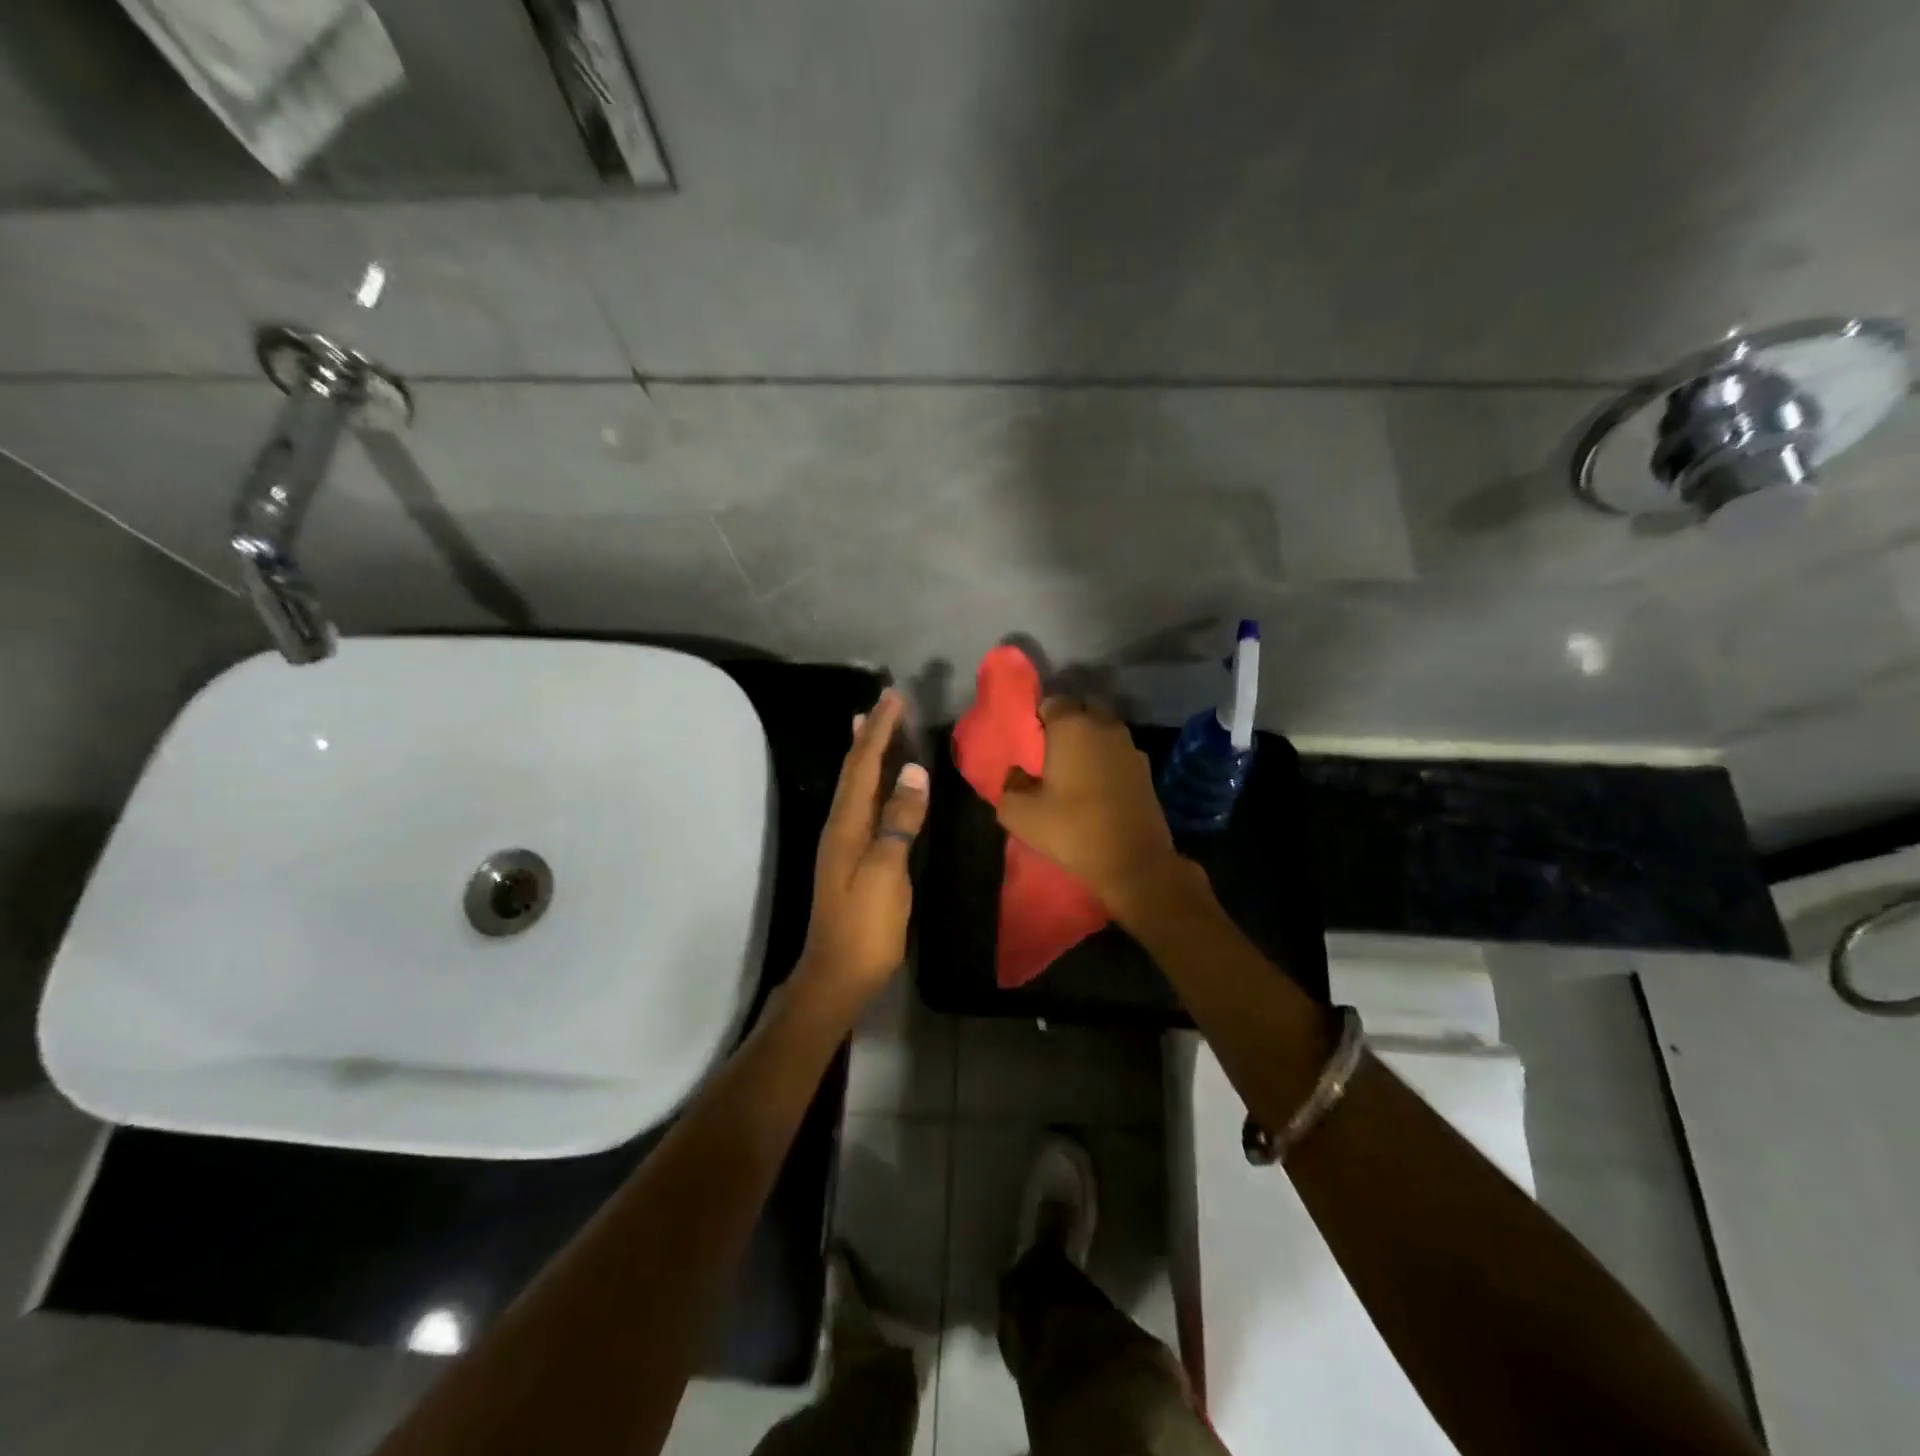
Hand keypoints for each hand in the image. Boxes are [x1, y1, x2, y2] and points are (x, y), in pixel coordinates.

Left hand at [794, 689, 928, 1015]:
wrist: (837, 975)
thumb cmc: (865, 926)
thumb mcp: (887, 872)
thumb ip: (899, 821)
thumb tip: (913, 772)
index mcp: (845, 825)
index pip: (863, 766)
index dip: (878, 730)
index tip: (893, 697)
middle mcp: (839, 826)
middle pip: (853, 771)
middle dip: (868, 734)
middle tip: (882, 702)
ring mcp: (842, 844)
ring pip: (855, 787)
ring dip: (864, 754)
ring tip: (869, 727)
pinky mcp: (851, 859)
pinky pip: (861, 806)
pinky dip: (869, 783)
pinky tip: (877, 785)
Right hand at [996, 699, 1190, 917]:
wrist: (1133, 861)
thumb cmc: (1071, 829)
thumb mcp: (1020, 814)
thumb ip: (1009, 786)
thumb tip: (1016, 774)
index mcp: (1072, 726)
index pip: (1051, 702)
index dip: (1037, 718)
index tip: (1029, 742)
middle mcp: (1104, 726)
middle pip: (1082, 708)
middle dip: (1067, 721)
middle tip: (1050, 749)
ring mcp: (1130, 746)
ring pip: (1104, 729)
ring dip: (1089, 739)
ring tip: (1073, 767)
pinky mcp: (1146, 769)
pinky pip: (1119, 751)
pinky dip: (1106, 759)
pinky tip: (1096, 784)